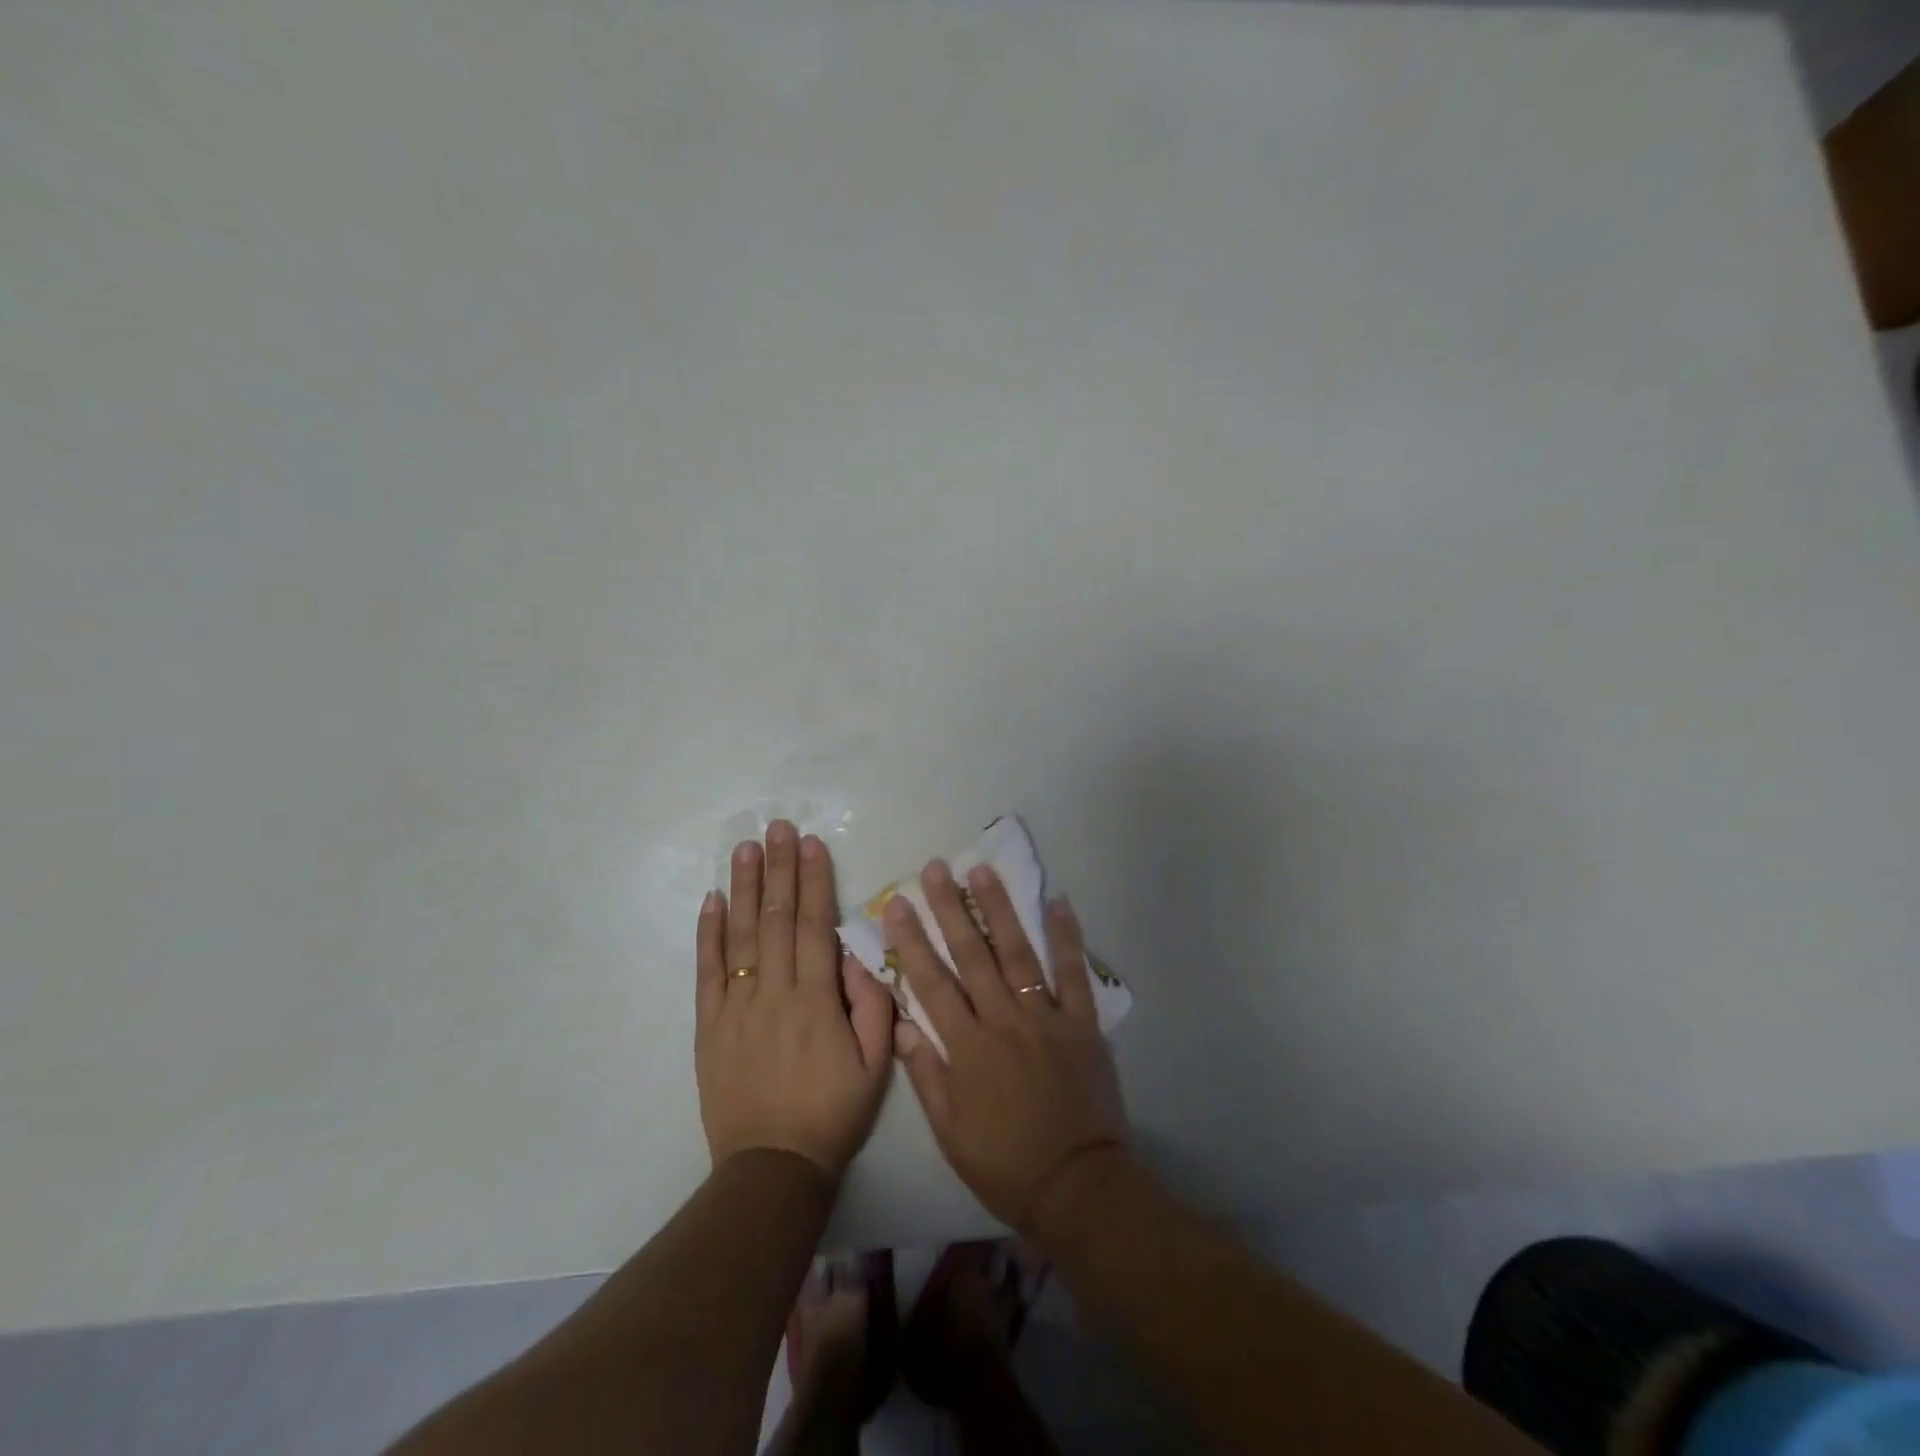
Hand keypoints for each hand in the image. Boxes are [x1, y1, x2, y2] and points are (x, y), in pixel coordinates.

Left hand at [695, 821, 892, 1180]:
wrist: (772, 1166)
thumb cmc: (833, 1112)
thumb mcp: (876, 1064)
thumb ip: (873, 1004)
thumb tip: (856, 955)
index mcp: (817, 1000)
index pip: (814, 925)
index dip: (814, 881)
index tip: (812, 844)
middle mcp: (774, 992)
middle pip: (776, 919)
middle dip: (779, 869)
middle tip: (778, 827)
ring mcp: (737, 1006)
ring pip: (740, 936)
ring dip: (743, 888)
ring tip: (745, 848)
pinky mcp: (710, 1025)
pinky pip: (707, 972)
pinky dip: (708, 933)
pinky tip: (712, 900)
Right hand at [886, 859, 1127, 1231]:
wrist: (1076, 1186)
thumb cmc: (1005, 1163)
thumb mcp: (950, 1132)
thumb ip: (926, 1074)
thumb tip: (904, 1024)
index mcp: (967, 1047)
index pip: (931, 983)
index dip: (912, 941)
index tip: (897, 904)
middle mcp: (1003, 1021)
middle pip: (972, 955)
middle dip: (950, 909)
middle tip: (936, 869)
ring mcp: (1045, 1018)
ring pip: (1018, 953)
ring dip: (999, 909)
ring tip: (982, 871)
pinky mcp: (1082, 1024)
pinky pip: (1075, 974)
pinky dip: (1067, 937)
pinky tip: (1058, 902)